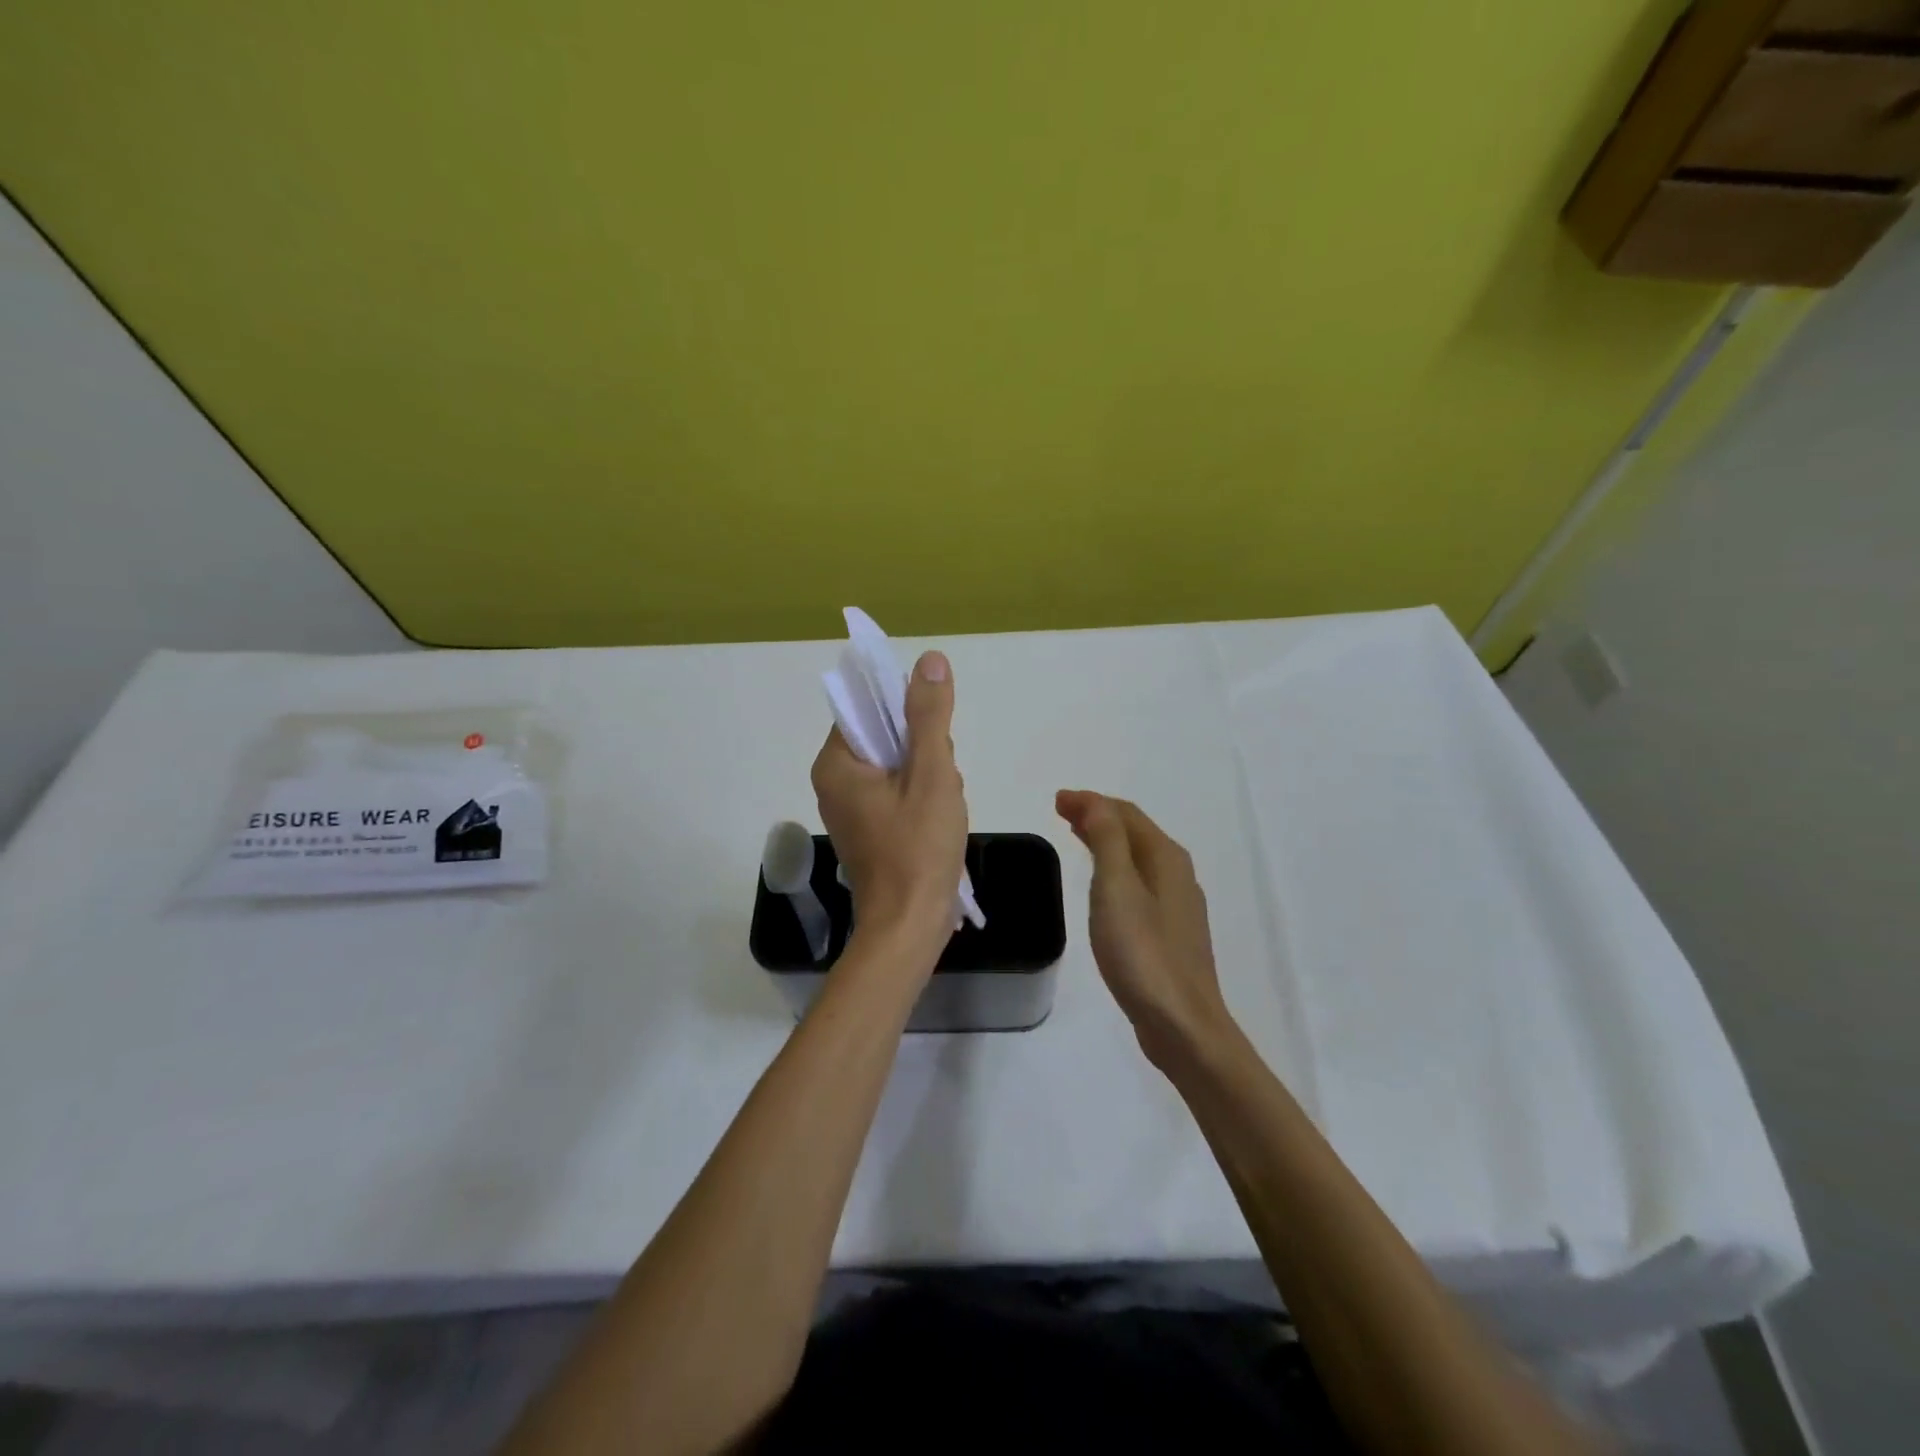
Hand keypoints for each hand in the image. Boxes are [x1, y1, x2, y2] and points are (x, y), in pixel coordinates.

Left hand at [812, 651, 968, 958]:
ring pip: (897, 767)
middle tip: (941, 785)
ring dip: (929, 778)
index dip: (908, 716)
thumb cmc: (918, 849)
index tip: (935, 743)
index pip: (868, 710)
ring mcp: (850, 810)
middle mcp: (834, 782)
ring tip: (943, 807)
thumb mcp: (931, 774)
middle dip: (924, 753)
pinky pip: (897, 793)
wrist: (909, 927)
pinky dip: (922, 799)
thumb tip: (929, 659)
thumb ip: (929, 716)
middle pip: (886, 737)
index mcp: (836, 764)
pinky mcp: (868, 830)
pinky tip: (938, 821)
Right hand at [1055, 790, 1234, 1067]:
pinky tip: (1103, 884)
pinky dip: (1116, 868)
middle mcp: (1177, 874)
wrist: (1182, 1024)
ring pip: (1138, 857)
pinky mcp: (1171, 932)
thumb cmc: (1143, 952)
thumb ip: (1107, 839)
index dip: (1091, 801)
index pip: (1125, 814)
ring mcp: (1178, 905)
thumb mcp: (1117, 888)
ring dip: (1107, 841)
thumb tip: (1093, 801)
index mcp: (1165, 858)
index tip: (1056, 800)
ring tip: (1077, 836)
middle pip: (1135, 832)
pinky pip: (1140, 882)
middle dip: (1099, 816)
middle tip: (1061, 812)